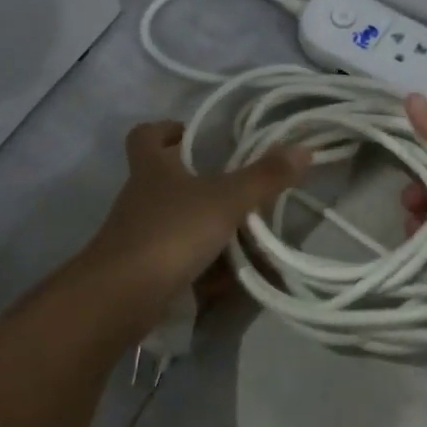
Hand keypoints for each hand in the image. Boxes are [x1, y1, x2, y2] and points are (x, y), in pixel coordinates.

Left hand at [78, 120, 311, 330]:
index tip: (192, 134)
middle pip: (164, 180)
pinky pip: (178, 260)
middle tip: (235, 187)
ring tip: (245, 234)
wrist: (122, 297)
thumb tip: (304, 149)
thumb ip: (264, 177)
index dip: (165, 129)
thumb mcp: (226, 201)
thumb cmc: (171, 232)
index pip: (145, 135)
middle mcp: (140, 198)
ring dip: (205, 227)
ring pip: (175, 223)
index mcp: (152, 169)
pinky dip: (202, 266)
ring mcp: (138, 236)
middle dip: (198, 183)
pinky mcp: (142, 271)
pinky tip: (230, 278)